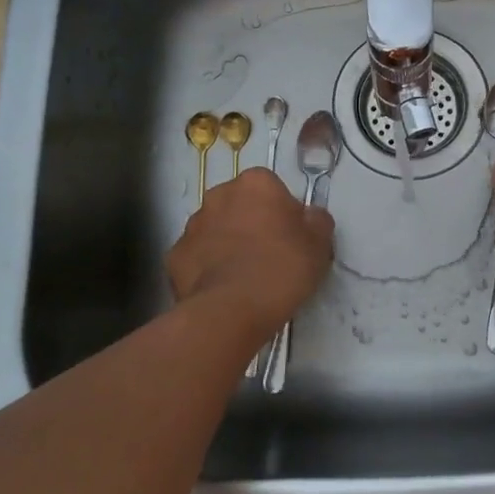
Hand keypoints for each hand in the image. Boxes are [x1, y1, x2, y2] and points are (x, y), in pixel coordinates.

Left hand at [167, 168, 333, 337]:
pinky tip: (222, 288)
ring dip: (227, 243)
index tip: (291, 237)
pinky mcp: (174, 256)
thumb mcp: (320, 243)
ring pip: (216, 229)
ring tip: (244, 276)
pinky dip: (207, 267)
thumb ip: (316, 220)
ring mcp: (192, 225)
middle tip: (269, 255)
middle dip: (251, 223)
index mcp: (256, 183)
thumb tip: (308, 217)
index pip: (272, 189)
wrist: (232, 310)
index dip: (283, 213)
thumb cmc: (282, 268)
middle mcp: (219, 195)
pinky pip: (197, 256)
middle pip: (240, 205)